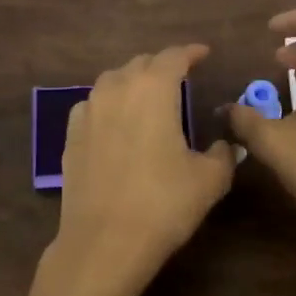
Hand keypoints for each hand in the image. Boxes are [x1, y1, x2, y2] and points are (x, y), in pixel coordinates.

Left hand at [14, 44, 235, 295]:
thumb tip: (224, 145)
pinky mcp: (70, 137)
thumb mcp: (209, 180)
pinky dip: (109, 105)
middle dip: (162, 66)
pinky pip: (93, 106)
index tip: (204, 54)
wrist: (104, 242)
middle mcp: (116, 90)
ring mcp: (87, 112)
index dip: (191, 52)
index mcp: (153, 89)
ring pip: (112, 82)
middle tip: (180, 78)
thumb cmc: (163, 204)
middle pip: (140, 64)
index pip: (174, 57)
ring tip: (149, 97)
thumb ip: (222, 154)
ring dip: (133, 82)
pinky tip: (117, 123)